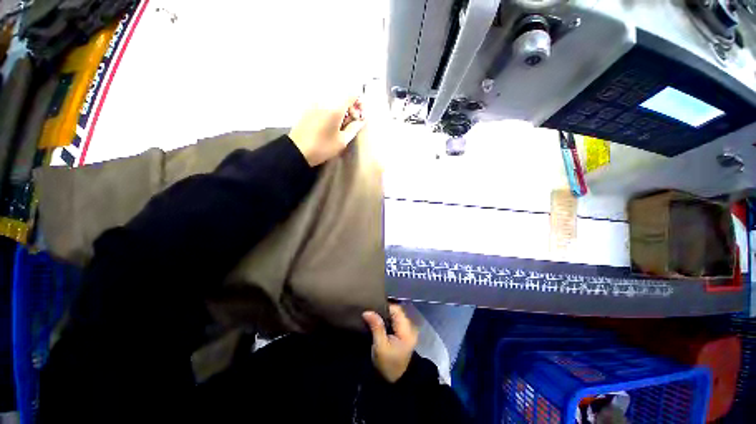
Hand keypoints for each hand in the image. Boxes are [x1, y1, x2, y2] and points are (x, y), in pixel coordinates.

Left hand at [289, 96, 364, 166]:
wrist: (298, 150)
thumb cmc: (323, 147)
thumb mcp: (342, 141)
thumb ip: (354, 128)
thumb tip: (361, 120)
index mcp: (335, 107)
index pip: (352, 94)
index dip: (360, 103)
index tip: (360, 115)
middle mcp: (325, 99)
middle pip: (343, 95)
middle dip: (350, 106)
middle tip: (351, 121)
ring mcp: (315, 102)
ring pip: (333, 98)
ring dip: (341, 107)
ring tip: (341, 123)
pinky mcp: (308, 107)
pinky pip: (325, 102)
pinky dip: (331, 108)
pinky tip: (331, 121)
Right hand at [363, 304, 418, 382]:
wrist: (395, 382)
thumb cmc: (388, 364)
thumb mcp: (380, 346)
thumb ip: (376, 327)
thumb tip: (367, 311)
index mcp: (406, 330)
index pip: (397, 310)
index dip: (385, 306)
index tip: (372, 307)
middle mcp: (410, 327)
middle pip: (397, 312)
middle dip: (384, 310)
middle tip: (371, 311)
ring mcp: (407, 331)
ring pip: (396, 316)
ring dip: (385, 315)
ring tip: (373, 316)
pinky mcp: (404, 335)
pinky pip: (395, 322)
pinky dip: (387, 321)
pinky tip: (379, 323)